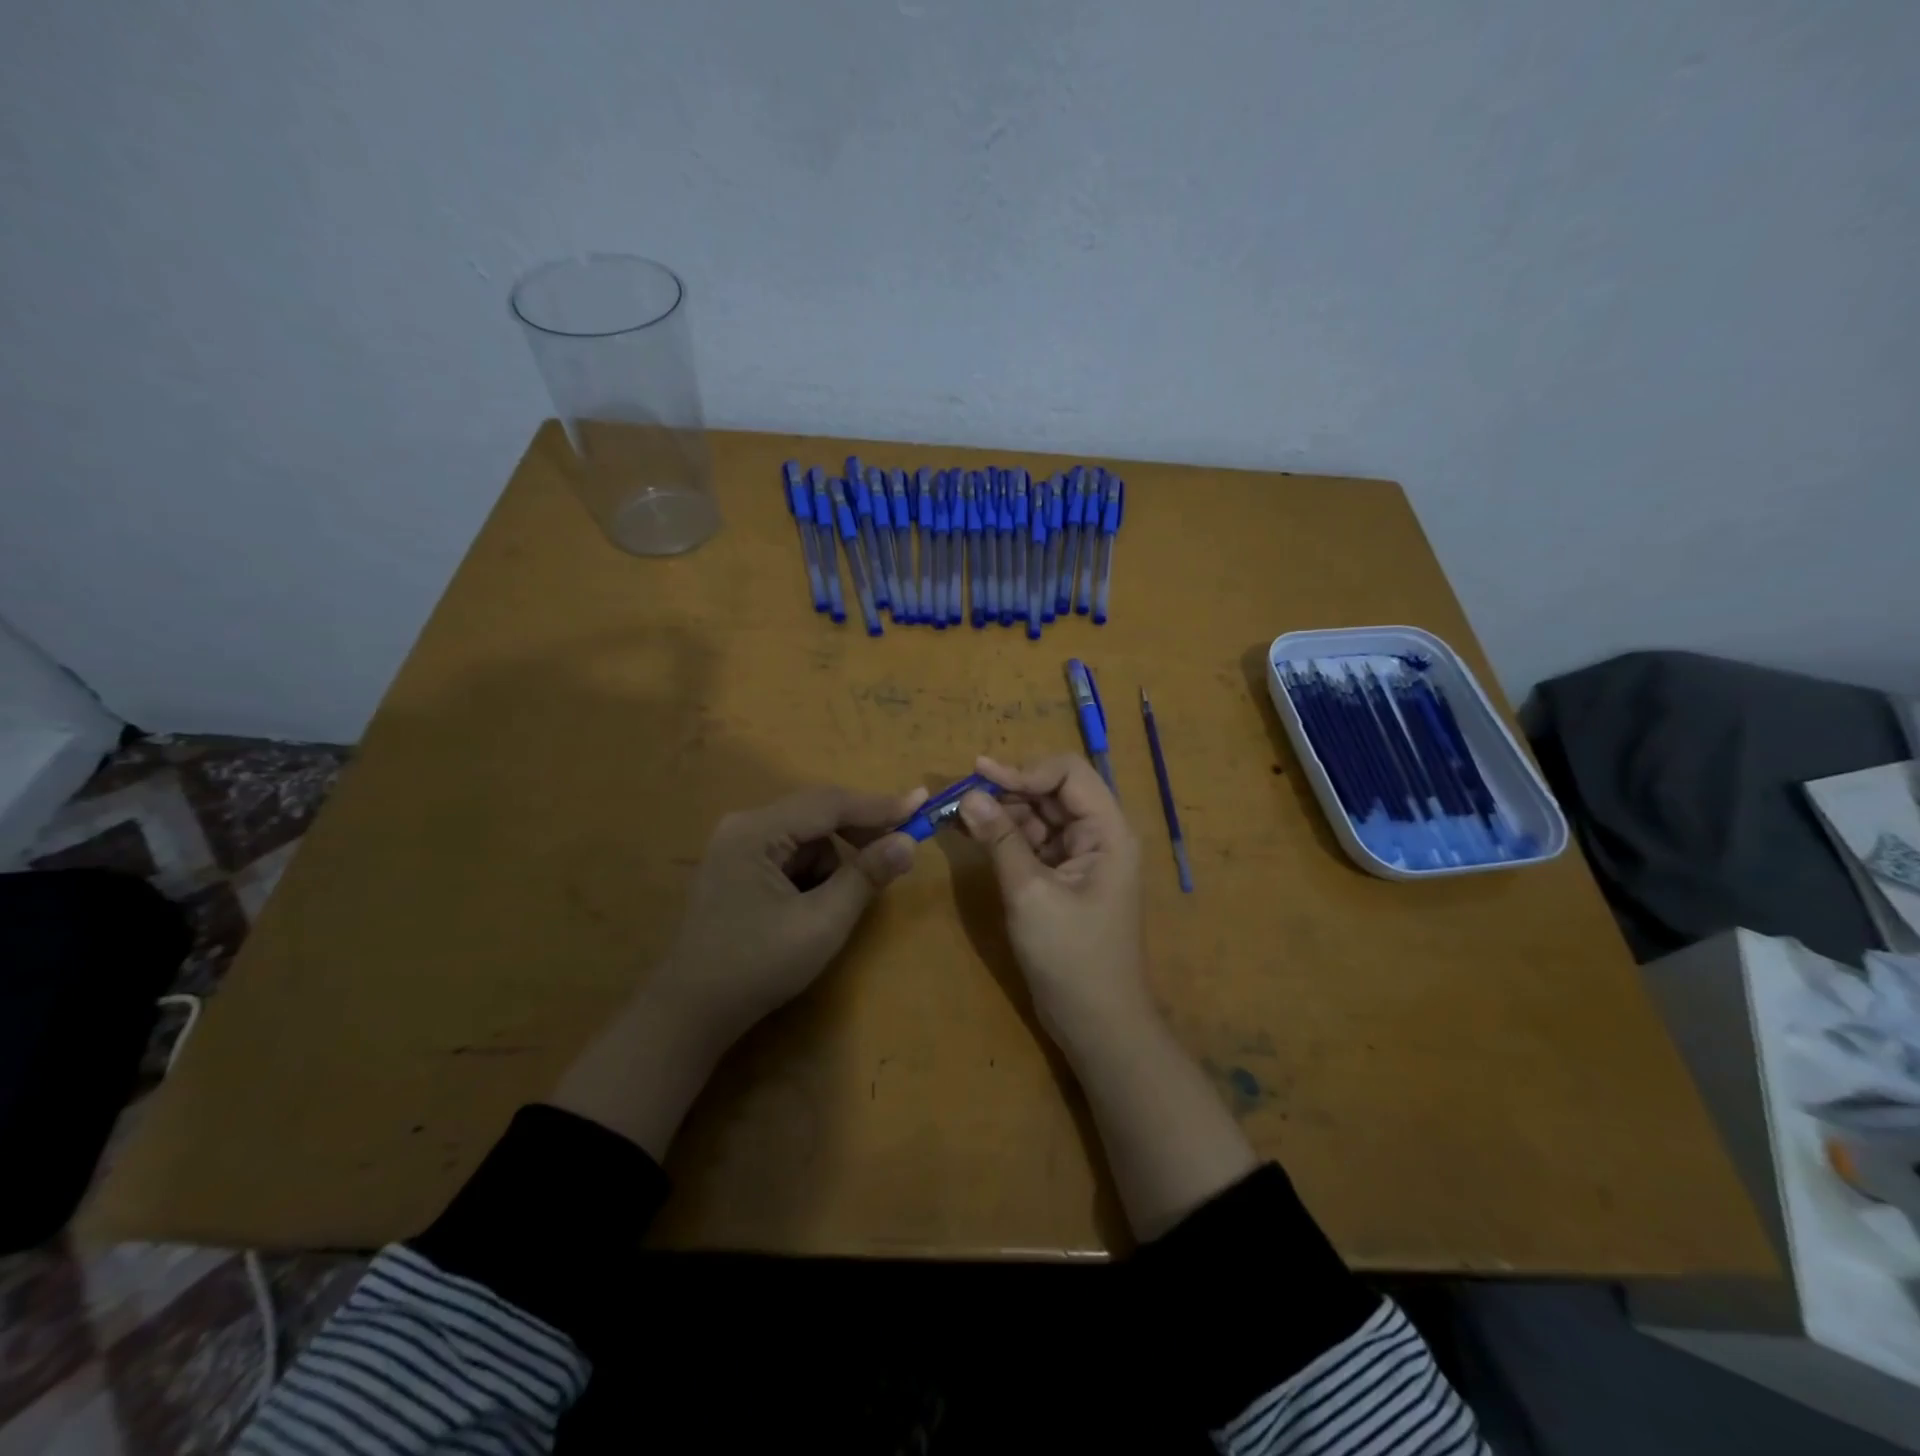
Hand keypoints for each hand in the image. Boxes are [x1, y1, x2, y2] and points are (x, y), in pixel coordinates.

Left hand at [649, 784, 929, 1047]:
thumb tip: (908, 841)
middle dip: (859, 834)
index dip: (879, 805)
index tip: (922, 804)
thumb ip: (866, 876)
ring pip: (806, 838)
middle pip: (817, 814)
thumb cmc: (757, 966)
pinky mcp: (737, 868)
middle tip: (900, 848)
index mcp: (757, 831)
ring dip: (833, 862)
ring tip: (835, 906)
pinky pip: (789, 855)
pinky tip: (810, 909)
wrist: (690, 1013)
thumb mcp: (822, 923)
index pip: (830, 804)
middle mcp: (744, 826)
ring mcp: (736, 847)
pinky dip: (812, 874)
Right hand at [957, 754, 1152, 1052]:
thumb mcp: (1030, 893)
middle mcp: (1099, 835)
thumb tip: (969, 796)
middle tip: (961, 796)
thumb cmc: (1071, 957)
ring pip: (1041, 815)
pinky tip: (976, 835)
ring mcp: (1082, 857)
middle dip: (1008, 789)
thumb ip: (1000, 839)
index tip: (979, 776)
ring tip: (960, 814)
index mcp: (1107, 831)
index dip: (1024, 770)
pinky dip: (1007, 836)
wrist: (1097, 1023)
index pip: (1068, 774)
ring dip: (1003, 811)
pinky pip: (1035, 842)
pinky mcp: (1065, 877)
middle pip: (1053, 791)